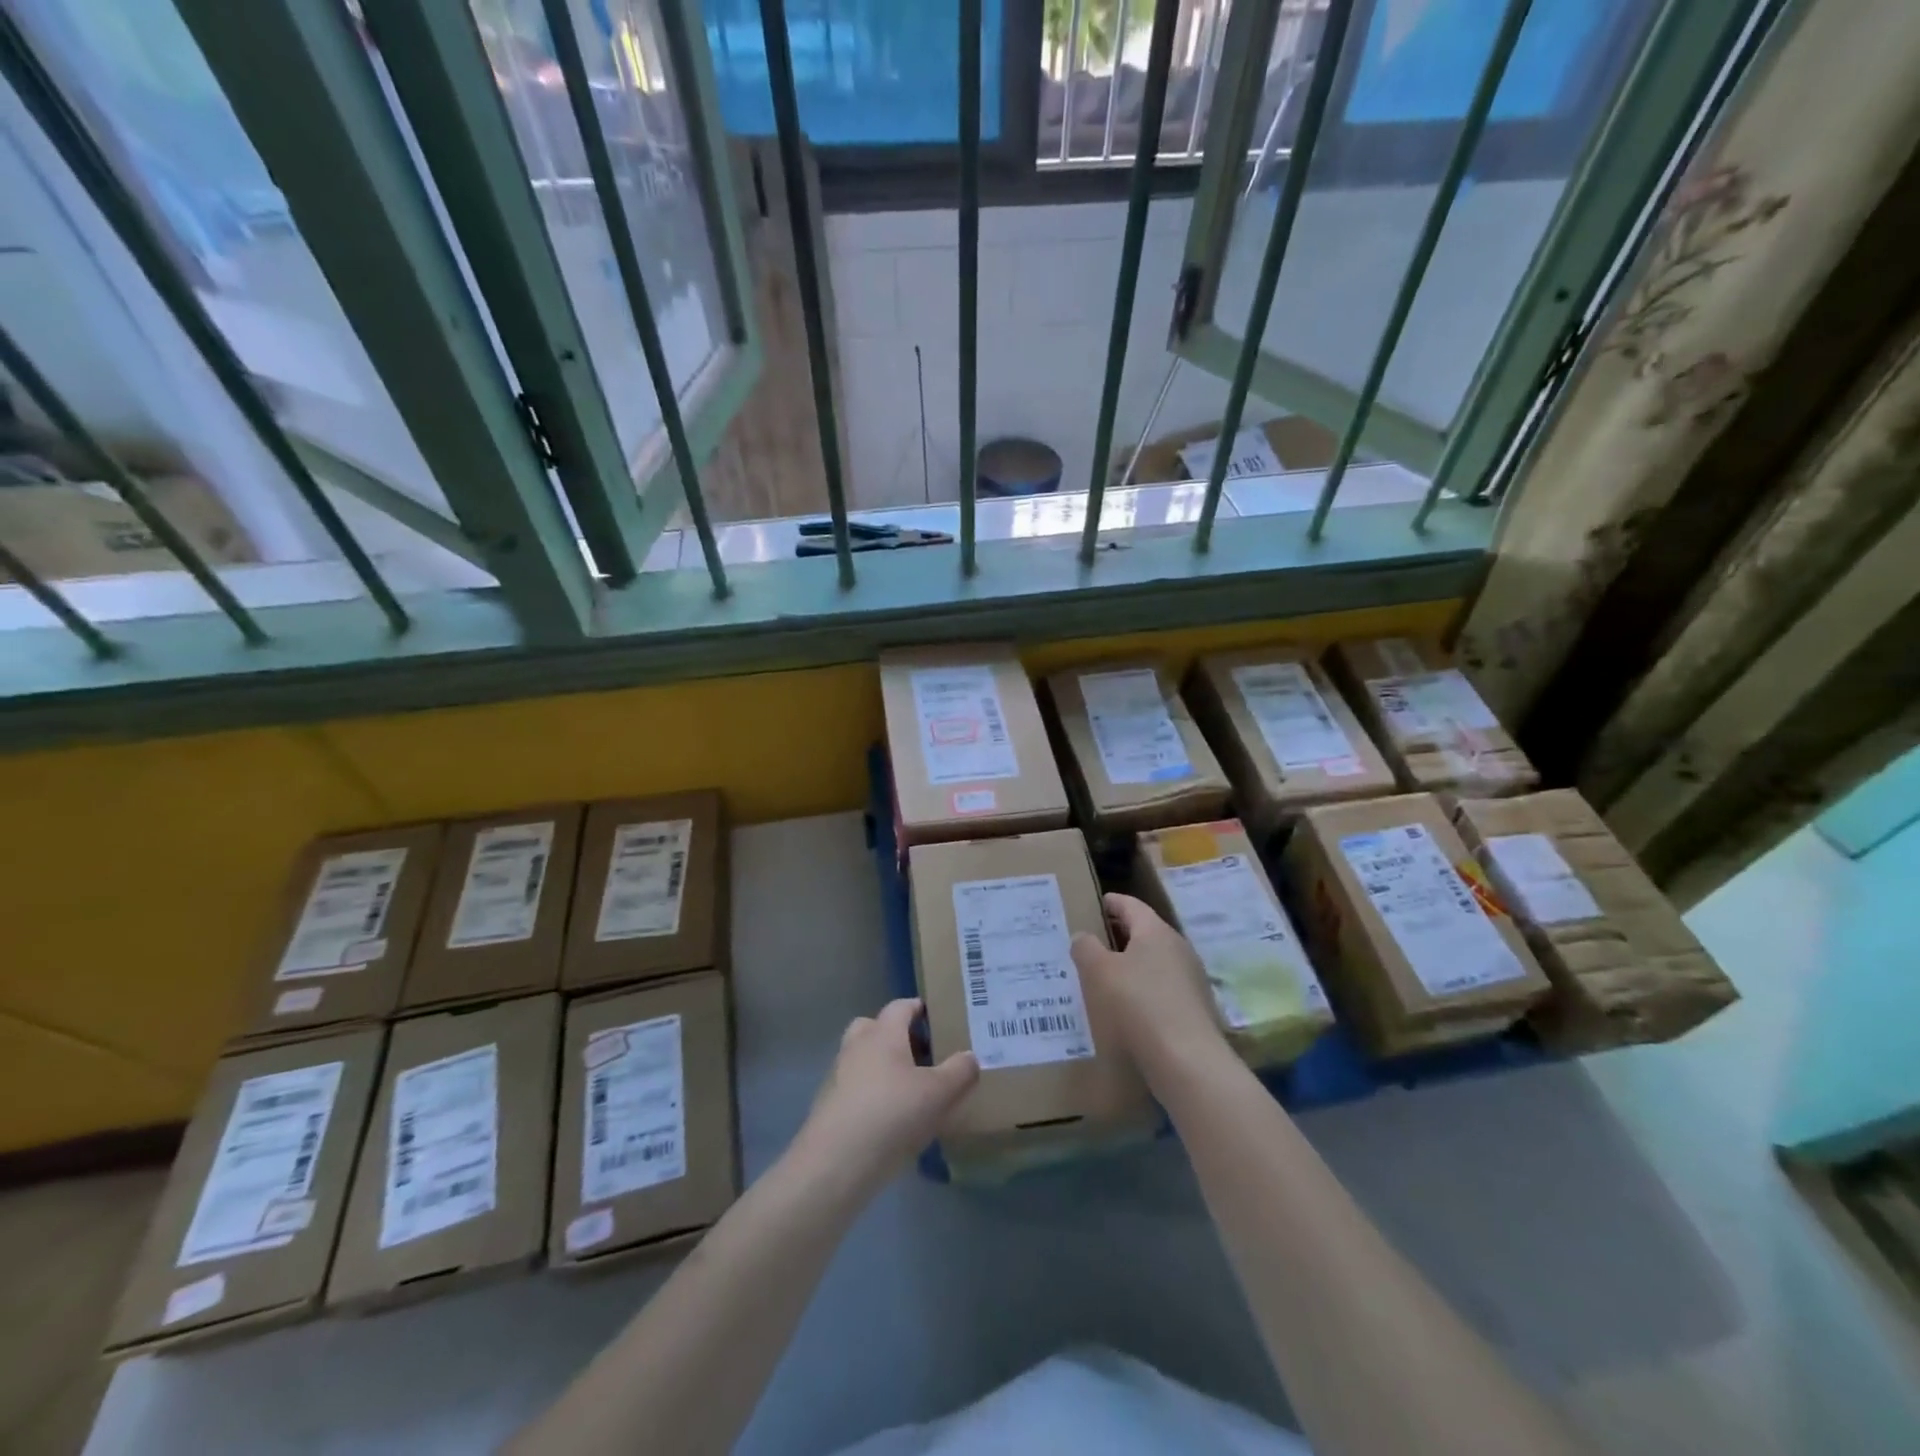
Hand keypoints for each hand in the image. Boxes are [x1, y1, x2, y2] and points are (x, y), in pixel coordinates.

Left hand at [794, 998, 978, 1191]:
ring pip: (863, 1059)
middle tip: (922, 1055)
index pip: (900, 1006)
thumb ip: (959, 1072)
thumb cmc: (892, 1114)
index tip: (937, 1018)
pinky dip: (871, 1095)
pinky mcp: (829, 1106)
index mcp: (882, 1033)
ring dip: (882, 1067)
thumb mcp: (939, 1093)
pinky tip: (890, 1121)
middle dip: (896, 1036)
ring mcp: (838, 1076)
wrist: (836, 1163)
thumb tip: (970, 1056)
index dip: (918, 1009)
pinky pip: (855, 1089)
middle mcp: (856, 1046)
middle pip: (875, 1027)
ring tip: (910, 1092)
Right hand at [1072, 893, 1228, 1082]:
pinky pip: (1163, 989)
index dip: (1112, 902)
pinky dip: (1144, 991)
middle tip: (1093, 942)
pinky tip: (1128, 1009)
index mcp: (1156, 931)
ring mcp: (1191, 979)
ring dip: (1132, 966)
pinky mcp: (1195, 1009)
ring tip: (1105, 977)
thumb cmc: (1138, 1004)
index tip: (1096, 904)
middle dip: (1120, 935)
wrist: (1188, 1061)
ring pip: (1155, 962)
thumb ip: (1086, 948)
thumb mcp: (1099, 972)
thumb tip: (1082, 936)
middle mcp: (1178, 948)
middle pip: (1145, 933)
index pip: (1131, 905)